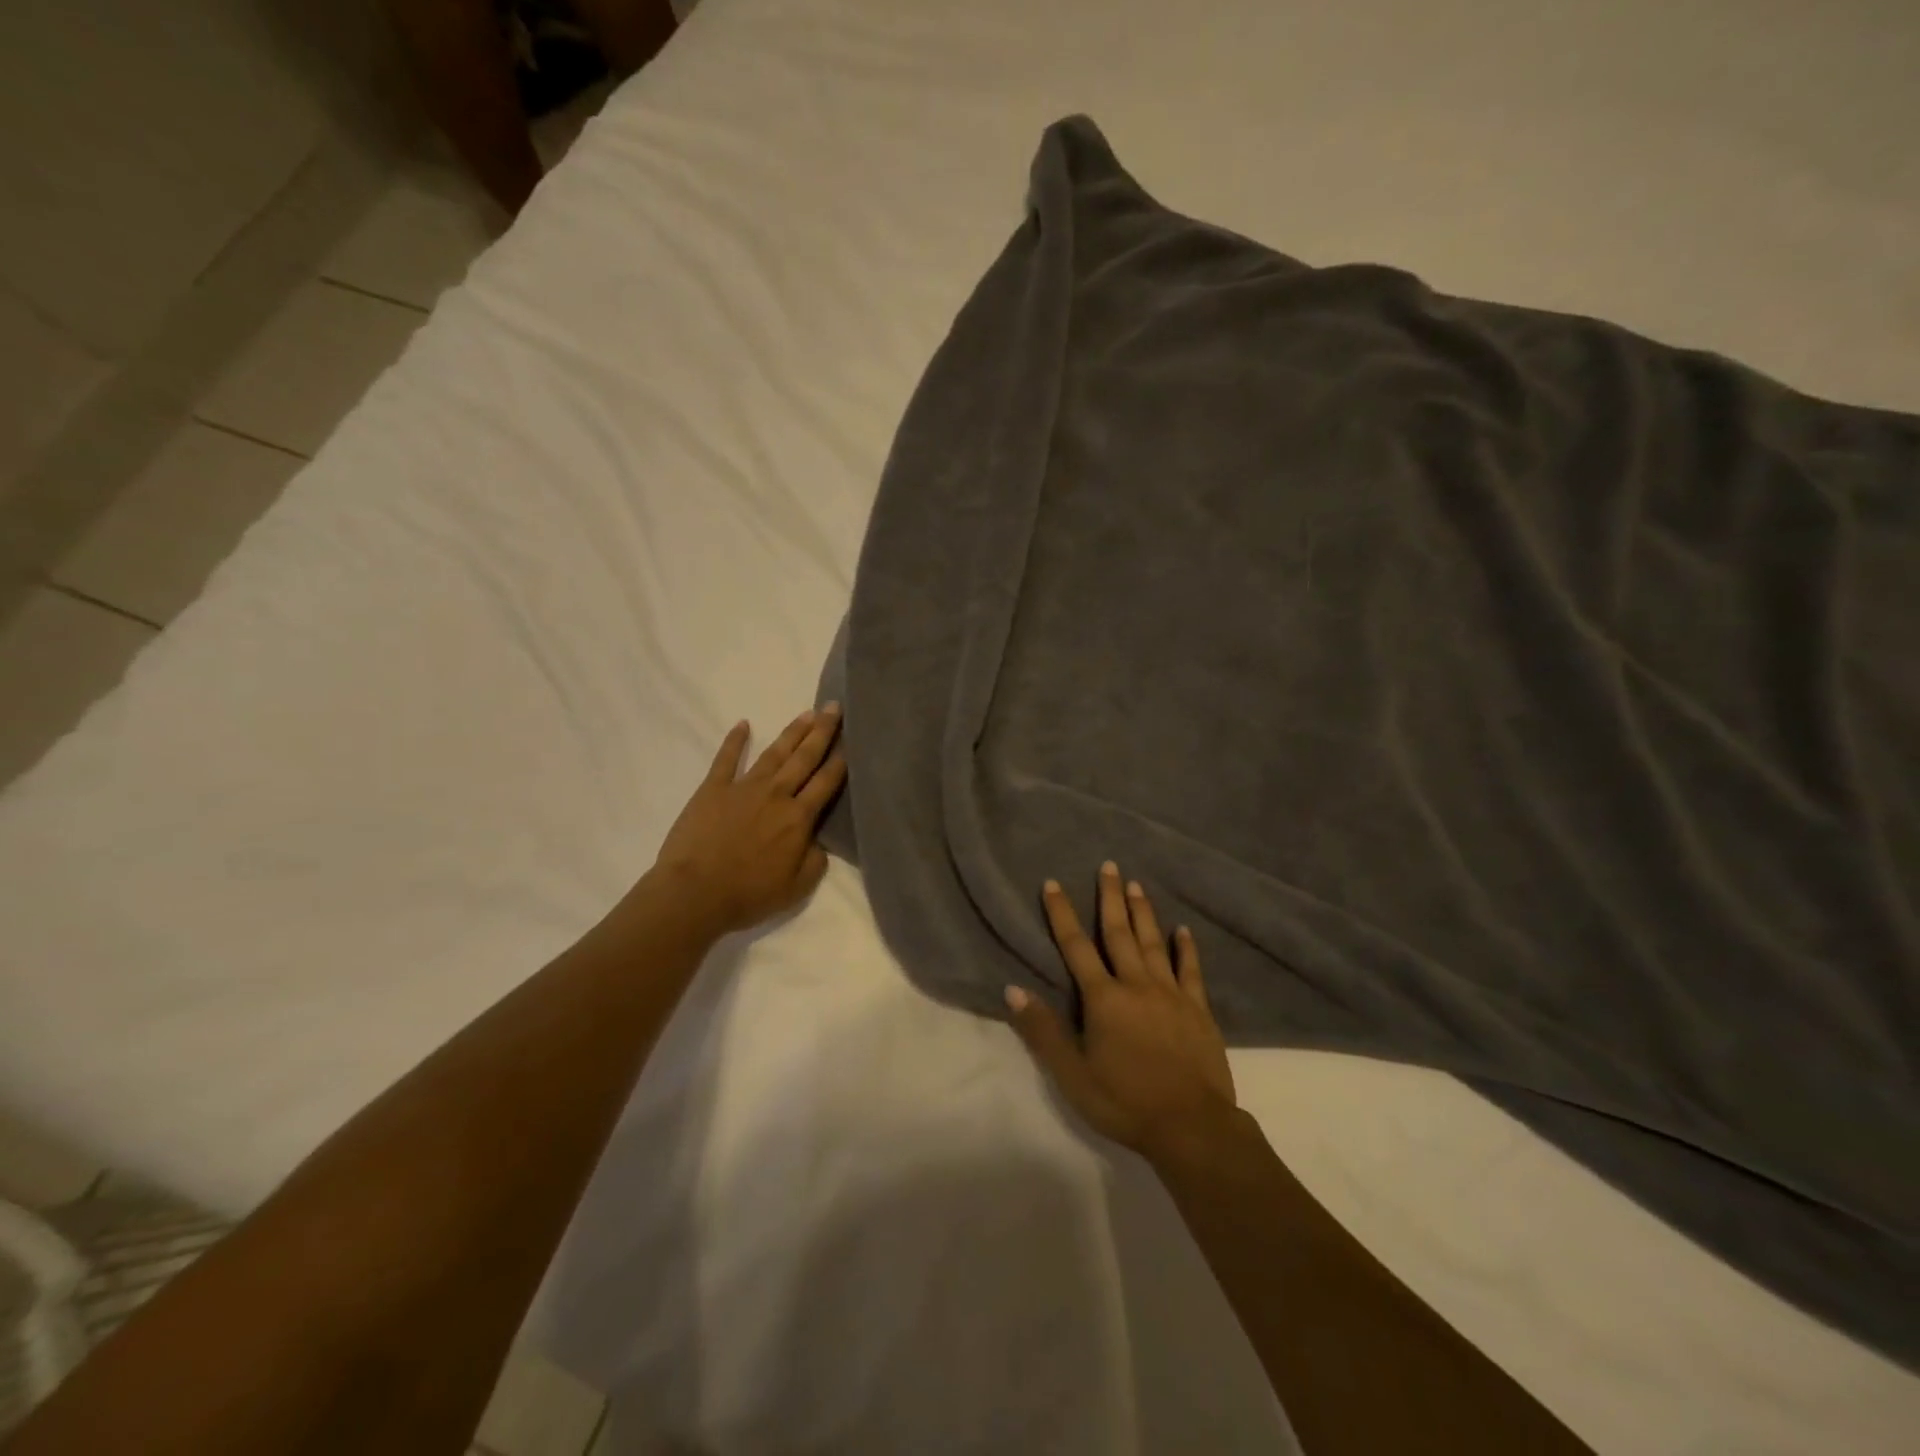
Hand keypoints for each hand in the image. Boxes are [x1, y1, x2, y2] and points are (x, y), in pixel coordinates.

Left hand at [648, 706, 845, 935]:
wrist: (695, 893)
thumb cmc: (748, 894)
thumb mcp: (797, 888)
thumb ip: (816, 861)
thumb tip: (819, 841)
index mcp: (798, 818)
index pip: (826, 782)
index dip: (841, 760)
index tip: (852, 738)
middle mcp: (776, 794)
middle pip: (805, 758)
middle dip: (822, 731)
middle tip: (834, 707)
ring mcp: (744, 787)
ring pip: (774, 754)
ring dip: (792, 733)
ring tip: (807, 713)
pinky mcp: (713, 789)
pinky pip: (726, 759)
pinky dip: (734, 740)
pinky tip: (743, 724)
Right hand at [1006, 862, 1236, 1162]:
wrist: (1192, 1127)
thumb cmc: (1124, 1102)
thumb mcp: (1072, 1074)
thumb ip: (1043, 1030)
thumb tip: (1013, 989)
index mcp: (1104, 999)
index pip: (1076, 947)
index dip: (1062, 914)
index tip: (1053, 884)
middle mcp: (1136, 985)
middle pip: (1119, 933)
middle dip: (1109, 898)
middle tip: (1108, 865)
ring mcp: (1171, 995)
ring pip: (1153, 943)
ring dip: (1143, 913)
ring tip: (1136, 884)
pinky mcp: (1198, 1009)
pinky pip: (1190, 971)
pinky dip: (1186, 948)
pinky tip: (1183, 930)